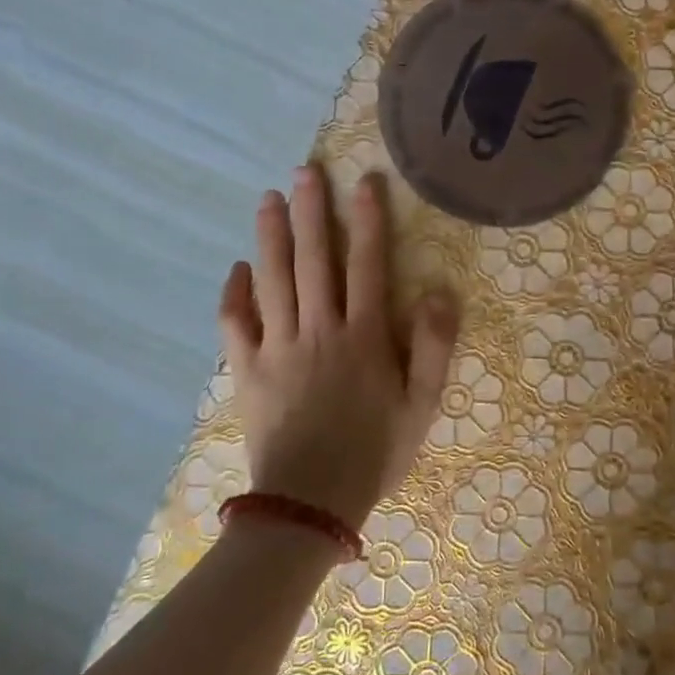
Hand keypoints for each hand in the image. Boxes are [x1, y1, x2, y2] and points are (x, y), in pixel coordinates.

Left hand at [219, 166, 458, 528]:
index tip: (364, 182)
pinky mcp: (247, 370)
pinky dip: (233, 293)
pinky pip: (235, 323)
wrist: (310, 503)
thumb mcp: (422, 407)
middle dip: (310, 212)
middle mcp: (318, 330)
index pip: (367, 265)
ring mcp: (277, 348)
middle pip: (314, 260)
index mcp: (363, 337)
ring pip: (272, 280)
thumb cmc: (374, 452)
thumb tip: (440, 293)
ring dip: (270, 236)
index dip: (368, 221)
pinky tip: (236, 268)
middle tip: (305, 172)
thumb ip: (434, 349)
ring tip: (268, 199)